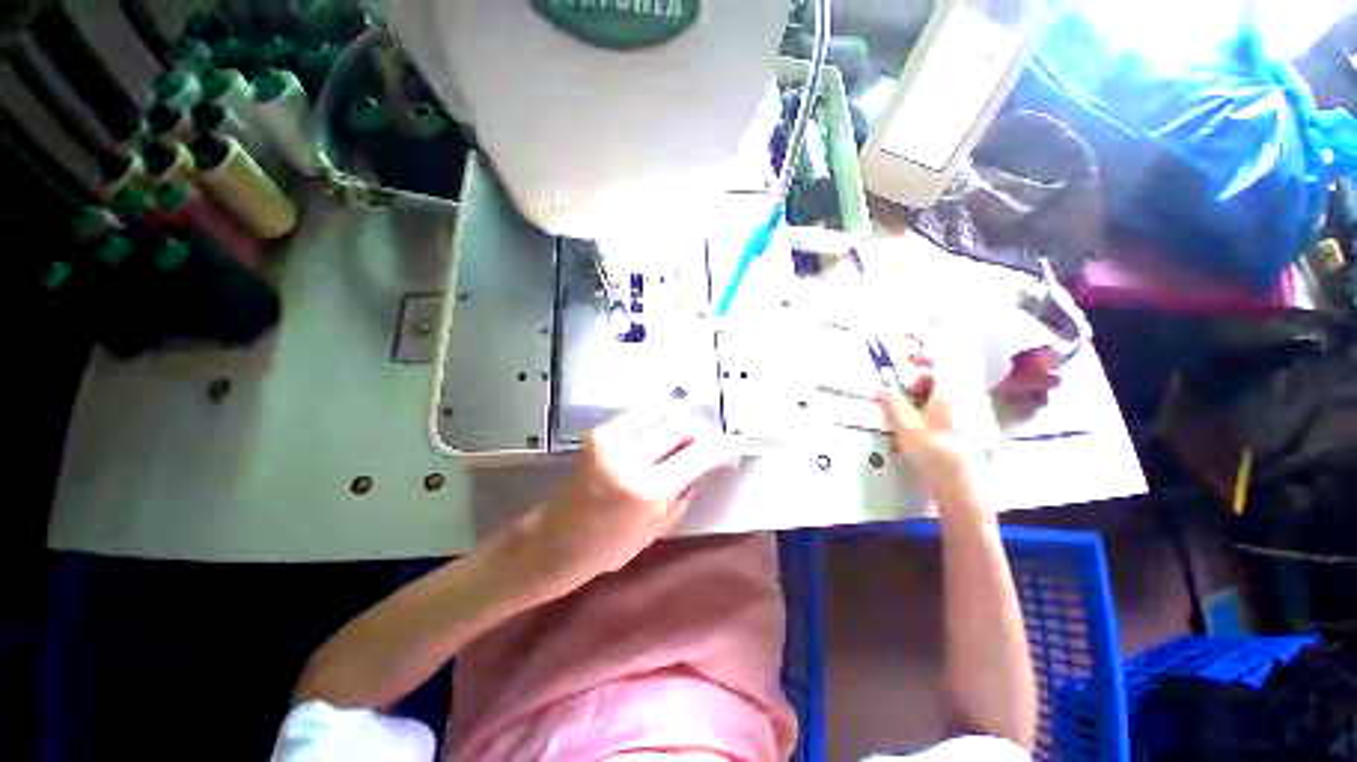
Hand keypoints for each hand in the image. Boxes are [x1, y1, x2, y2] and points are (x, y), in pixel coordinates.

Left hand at [511, 407, 737, 599]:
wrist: (553, 540)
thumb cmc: (608, 548)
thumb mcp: (658, 529)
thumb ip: (685, 492)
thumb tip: (705, 464)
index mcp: (649, 491)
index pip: (700, 454)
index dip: (722, 447)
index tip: (732, 448)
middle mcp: (632, 458)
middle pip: (682, 424)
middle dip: (703, 430)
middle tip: (709, 440)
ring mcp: (612, 441)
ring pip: (662, 413)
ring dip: (681, 422)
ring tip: (687, 435)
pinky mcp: (599, 433)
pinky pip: (639, 417)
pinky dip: (657, 420)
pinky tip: (662, 431)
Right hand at [876, 366, 968, 479]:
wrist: (962, 484)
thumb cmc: (933, 450)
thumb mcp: (906, 425)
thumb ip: (892, 404)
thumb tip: (880, 388)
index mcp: (947, 392)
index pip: (940, 362)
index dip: (922, 357)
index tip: (905, 361)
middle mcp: (961, 398)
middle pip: (940, 379)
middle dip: (917, 382)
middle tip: (901, 397)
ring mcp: (966, 414)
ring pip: (942, 395)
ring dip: (922, 398)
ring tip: (907, 416)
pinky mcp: (966, 429)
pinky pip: (947, 410)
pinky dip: (931, 411)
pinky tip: (920, 430)